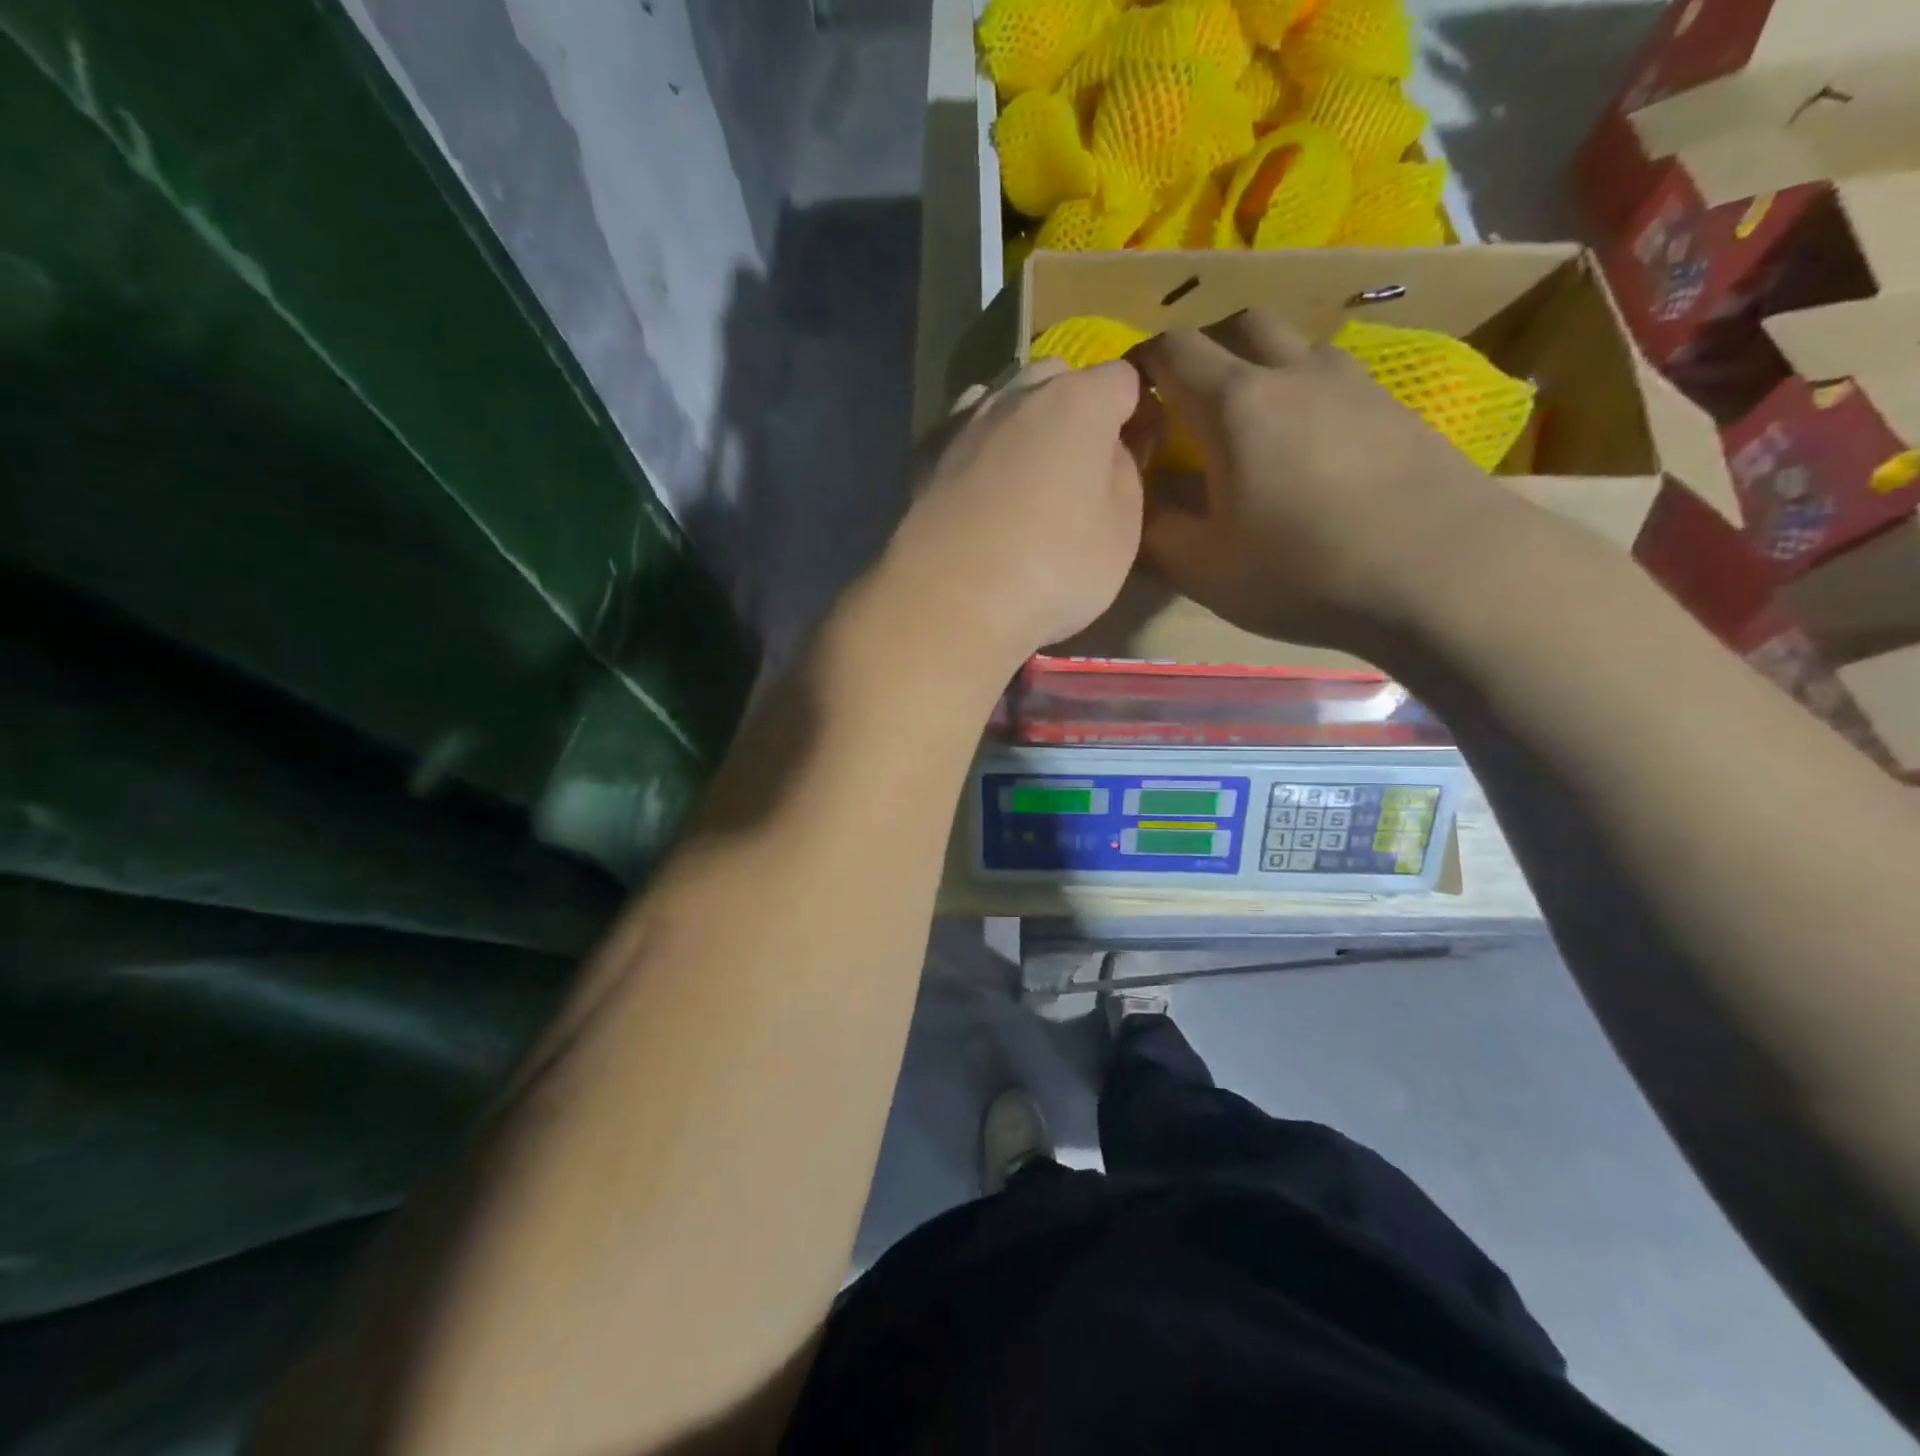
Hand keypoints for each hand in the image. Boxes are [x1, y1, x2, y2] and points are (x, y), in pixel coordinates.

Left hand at [878, 357, 1152, 675]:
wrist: (951, 600)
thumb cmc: (1053, 568)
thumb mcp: (1122, 532)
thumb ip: (1124, 477)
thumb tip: (1109, 452)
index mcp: (1078, 402)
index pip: (1121, 379)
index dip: (1133, 411)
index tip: (1135, 449)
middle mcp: (1018, 396)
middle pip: (1056, 377)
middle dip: (1074, 405)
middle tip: (1079, 462)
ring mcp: (965, 423)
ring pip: (1004, 399)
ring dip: (1022, 423)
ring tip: (1026, 472)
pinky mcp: (926, 458)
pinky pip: (962, 433)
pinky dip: (978, 446)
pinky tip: (979, 482)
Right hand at [1131, 309, 1513, 650]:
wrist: (1444, 574)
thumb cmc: (1304, 573)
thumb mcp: (1206, 569)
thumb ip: (1156, 531)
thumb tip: (1132, 502)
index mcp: (1235, 404)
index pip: (1172, 351)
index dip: (1139, 362)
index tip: (1124, 393)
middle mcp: (1293, 373)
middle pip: (1237, 324)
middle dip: (1201, 349)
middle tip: (1186, 400)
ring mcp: (1353, 384)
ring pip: (1292, 346)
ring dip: (1258, 367)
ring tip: (1249, 425)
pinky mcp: (1395, 407)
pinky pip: (1333, 379)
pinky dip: (1303, 394)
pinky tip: (1308, 449)